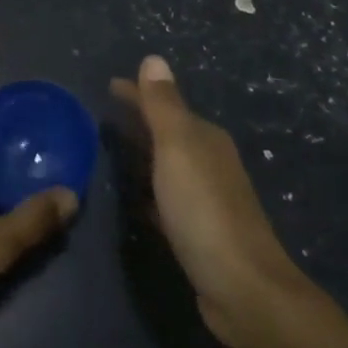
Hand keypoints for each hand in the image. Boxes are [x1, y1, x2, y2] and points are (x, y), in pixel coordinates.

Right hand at [110, 55, 318, 347]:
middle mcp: (208, 163)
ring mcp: (205, 199)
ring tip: (113, 151)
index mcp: (204, 139)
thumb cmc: (204, 211)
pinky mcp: (198, 232)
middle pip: (167, 133)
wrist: (243, 288)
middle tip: (104, 115)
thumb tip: (153, 58)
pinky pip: (165, 198)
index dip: (138, 93)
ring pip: (166, 166)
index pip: (164, 105)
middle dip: (140, 121)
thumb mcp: (178, 149)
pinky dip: (148, 191)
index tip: (109, 85)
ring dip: (143, 155)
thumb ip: (163, 106)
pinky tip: (134, 198)